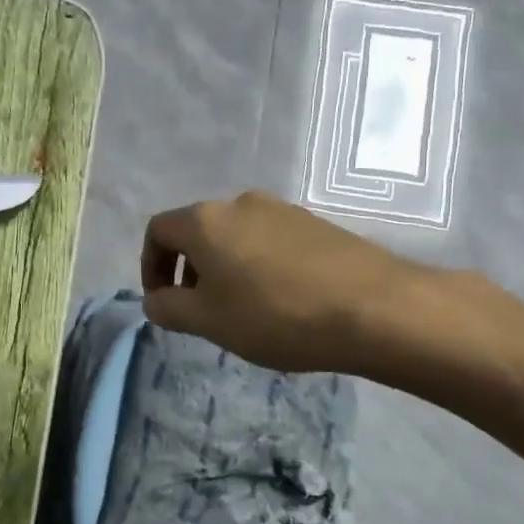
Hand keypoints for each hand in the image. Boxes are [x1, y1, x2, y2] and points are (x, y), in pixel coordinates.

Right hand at [141, 191, 422, 372]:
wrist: (373, 308)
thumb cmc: (275, 314)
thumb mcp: (208, 321)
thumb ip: (169, 308)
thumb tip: (155, 300)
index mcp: (206, 220)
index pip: (158, 231)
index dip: (150, 266)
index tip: (162, 302)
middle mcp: (241, 203)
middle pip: (199, 231)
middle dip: (189, 270)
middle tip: (202, 311)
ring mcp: (283, 209)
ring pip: (236, 237)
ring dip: (226, 269)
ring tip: (244, 310)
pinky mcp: (316, 224)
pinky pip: (270, 241)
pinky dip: (259, 266)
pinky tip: (281, 301)